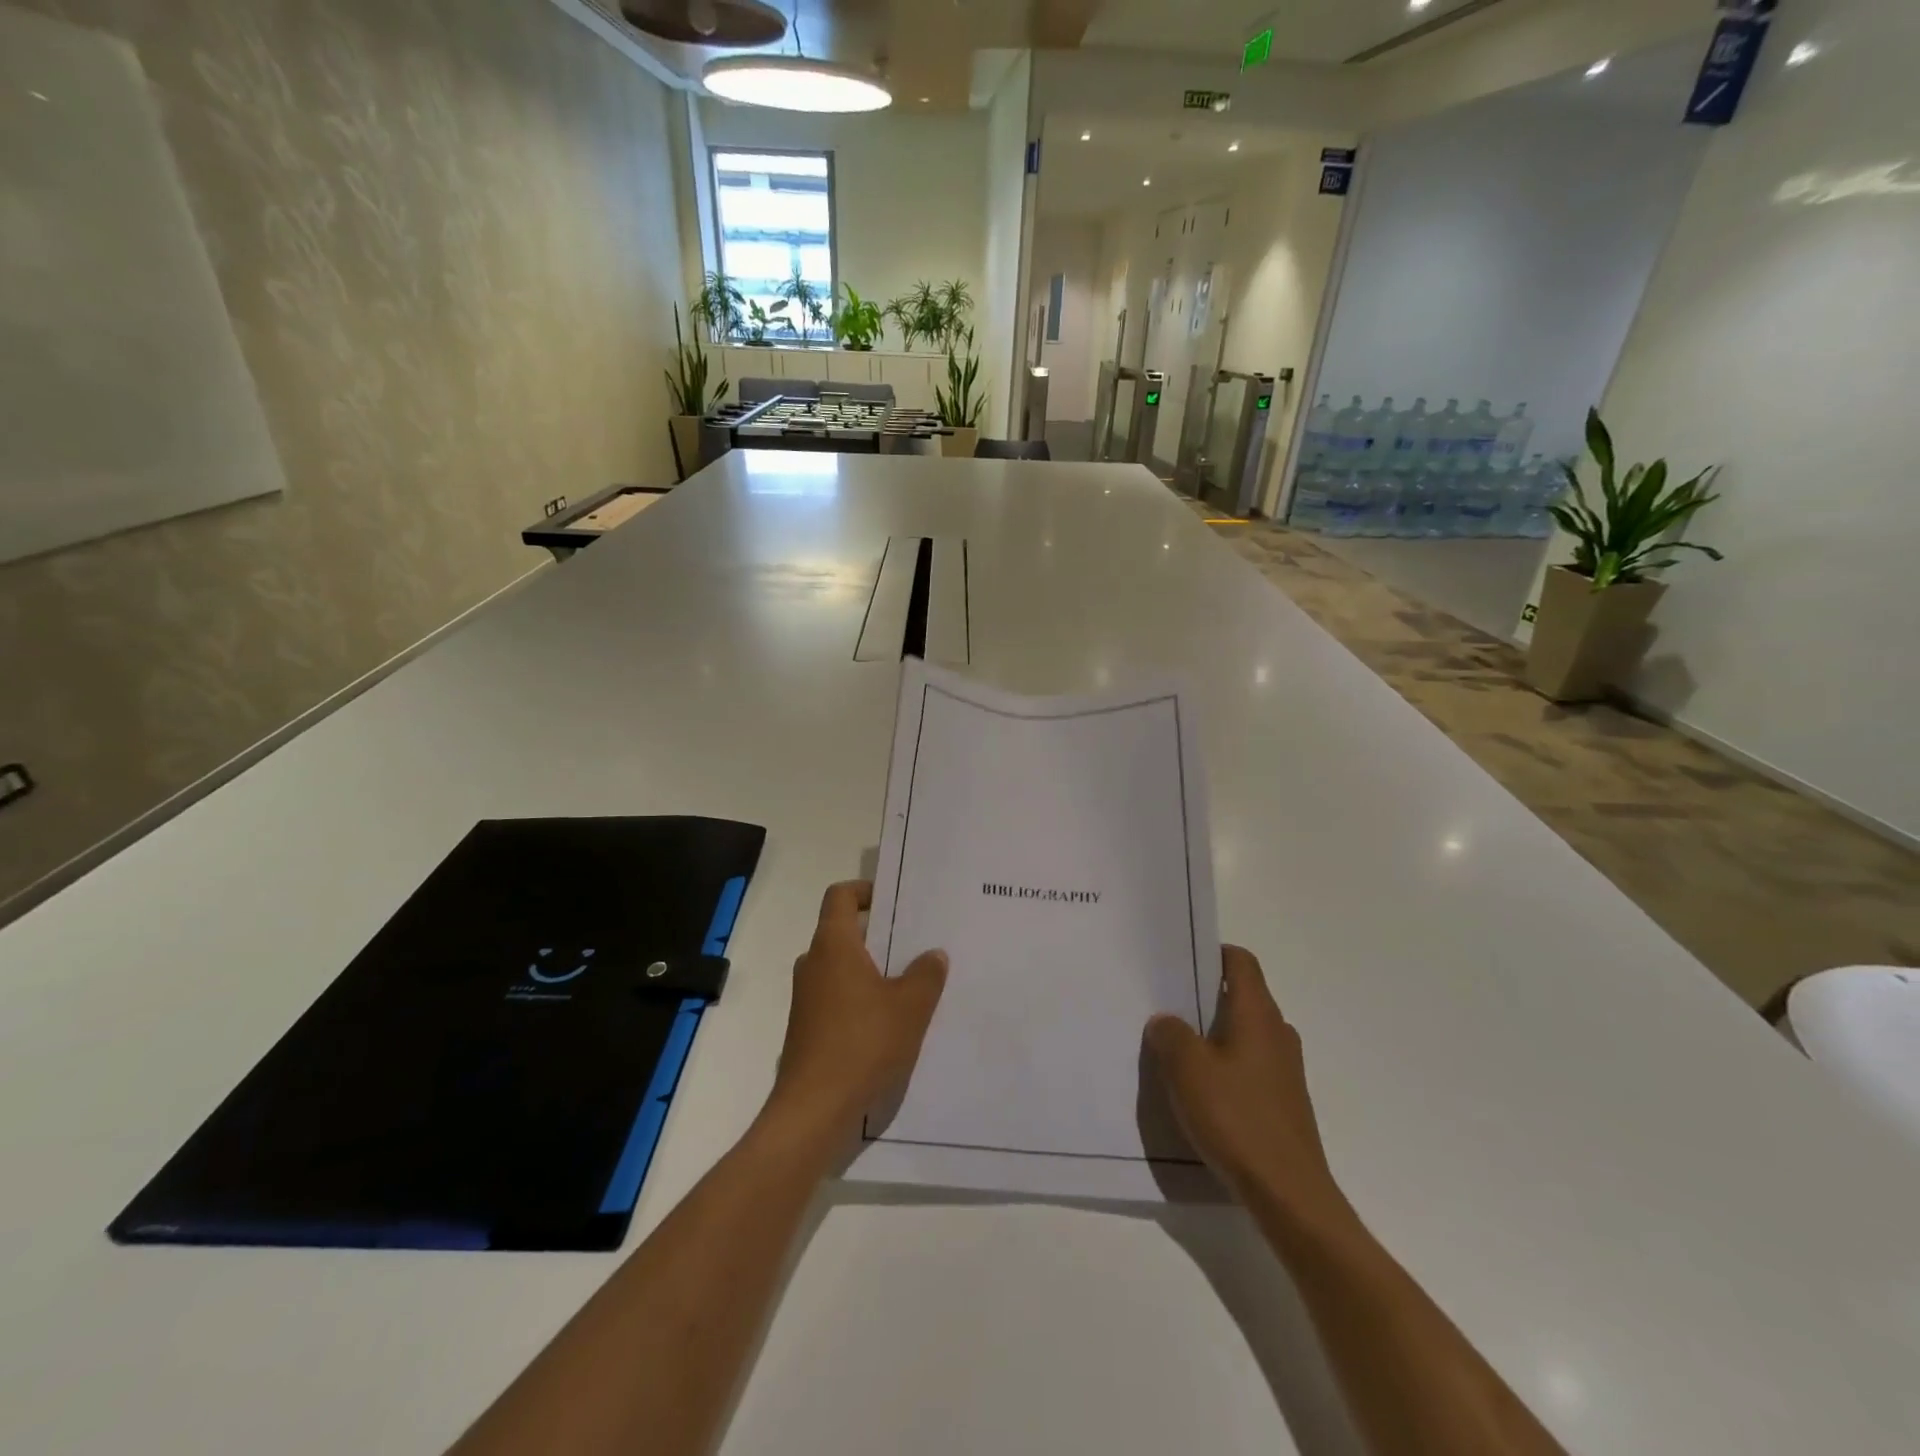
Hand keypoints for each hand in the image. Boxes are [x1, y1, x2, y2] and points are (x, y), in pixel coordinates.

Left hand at [764, 881, 947, 1150]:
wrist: (814, 1110)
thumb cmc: (863, 1044)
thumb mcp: (910, 1007)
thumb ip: (926, 975)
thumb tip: (933, 954)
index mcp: (833, 946)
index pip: (841, 896)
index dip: (866, 891)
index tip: (895, 902)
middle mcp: (813, 964)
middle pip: (843, 932)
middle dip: (878, 935)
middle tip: (915, 943)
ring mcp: (806, 998)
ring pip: (841, 968)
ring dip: (872, 970)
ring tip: (911, 983)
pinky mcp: (807, 1029)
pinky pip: (837, 997)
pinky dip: (861, 998)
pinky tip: (891, 1023)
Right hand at [1146, 946, 1351, 1236]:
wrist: (1289, 1196)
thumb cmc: (1236, 1119)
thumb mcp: (1187, 1070)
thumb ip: (1171, 1035)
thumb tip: (1166, 1021)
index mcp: (1258, 1014)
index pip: (1241, 962)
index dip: (1212, 954)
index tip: (1179, 962)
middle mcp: (1277, 1033)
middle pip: (1241, 996)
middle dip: (1204, 997)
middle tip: (1165, 1004)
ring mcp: (1285, 1070)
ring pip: (1244, 1033)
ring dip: (1212, 1034)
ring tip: (1174, 1048)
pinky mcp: (1283, 1102)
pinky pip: (1248, 1066)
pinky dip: (1224, 1066)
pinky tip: (1198, 1090)